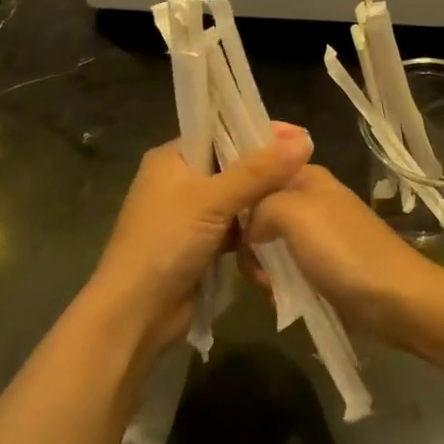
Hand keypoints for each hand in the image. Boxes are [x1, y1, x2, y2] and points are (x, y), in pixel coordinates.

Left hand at [85, 124, 312, 360]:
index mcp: (172, 158)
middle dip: (267, 168)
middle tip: (309, 167)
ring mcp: (188, 215)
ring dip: (262, 201)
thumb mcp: (212, 200)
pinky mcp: (199, 245)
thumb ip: (258, 171)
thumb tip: (304, 140)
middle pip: (232, 165)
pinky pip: (234, 226)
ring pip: (236, 198)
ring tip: (303, 196)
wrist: (135, 313)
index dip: (258, 131)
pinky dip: (253, 228)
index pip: (221, 131)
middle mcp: (179, 180)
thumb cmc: (166, 242)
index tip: (300, 137)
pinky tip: (282, 228)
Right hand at [244, 165, 443, 350]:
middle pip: (258, 211)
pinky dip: (279, 286)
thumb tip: (249, 229)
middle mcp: (309, 201)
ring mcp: (315, 237)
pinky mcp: (320, 269)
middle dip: (248, 239)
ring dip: (262, 269)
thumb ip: (260, 206)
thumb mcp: (294, 213)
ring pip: (267, 245)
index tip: (224, 212)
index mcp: (307, 176)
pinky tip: (281, 299)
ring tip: (270, 286)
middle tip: (253, 261)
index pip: (260, 166)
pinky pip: (284, 271)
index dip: (240, 187)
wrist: (397, 302)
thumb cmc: (345, 251)